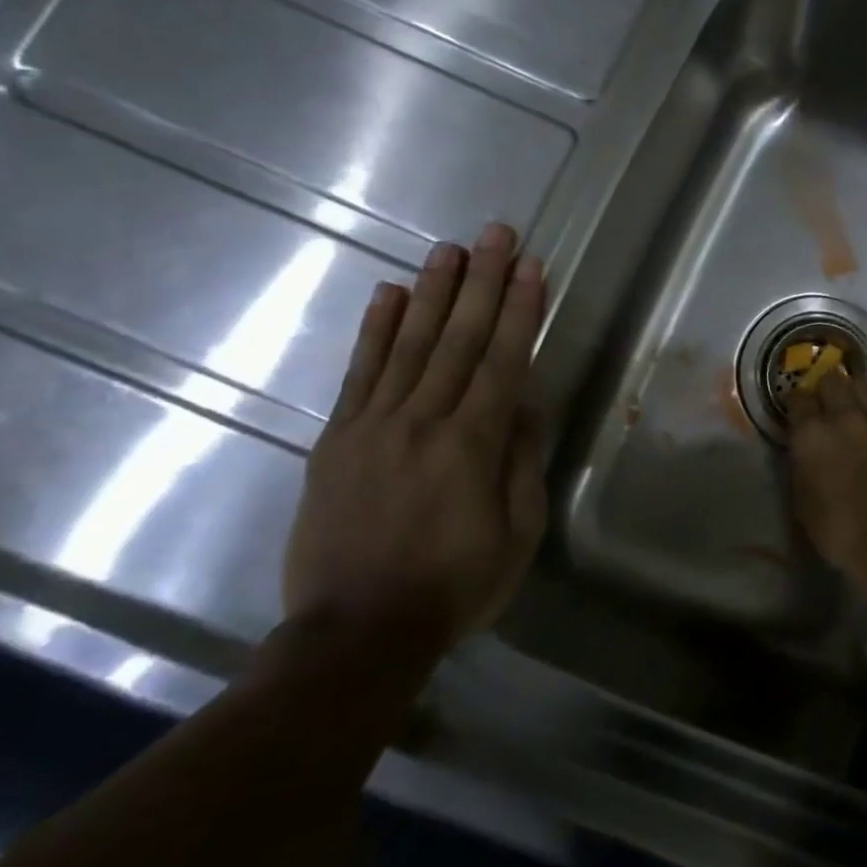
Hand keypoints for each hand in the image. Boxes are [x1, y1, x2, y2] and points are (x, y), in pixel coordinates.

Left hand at [282, 223, 546, 652]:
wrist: (355, 633)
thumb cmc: (455, 586)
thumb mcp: (517, 533)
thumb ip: (521, 461)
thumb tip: (524, 403)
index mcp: (473, 445)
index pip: (503, 360)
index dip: (519, 310)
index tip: (531, 266)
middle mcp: (423, 421)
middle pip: (457, 338)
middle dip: (481, 282)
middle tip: (496, 233)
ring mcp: (373, 426)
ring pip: (408, 344)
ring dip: (432, 292)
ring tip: (449, 248)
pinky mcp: (335, 439)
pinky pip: (358, 373)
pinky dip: (374, 330)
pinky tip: (388, 294)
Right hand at [785, 369, 866, 594]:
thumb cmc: (839, 530)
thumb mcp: (803, 500)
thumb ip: (800, 463)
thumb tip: (803, 447)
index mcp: (813, 434)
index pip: (797, 399)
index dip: (793, 403)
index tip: (792, 411)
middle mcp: (844, 416)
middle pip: (831, 380)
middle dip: (821, 388)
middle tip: (818, 405)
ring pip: (860, 382)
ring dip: (849, 388)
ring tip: (845, 403)